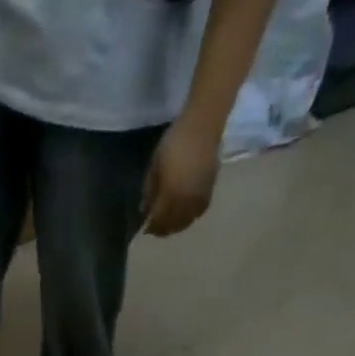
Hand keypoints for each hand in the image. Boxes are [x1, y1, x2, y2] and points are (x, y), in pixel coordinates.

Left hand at [141, 120, 219, 236]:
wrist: (203, 126)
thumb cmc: (174, 143)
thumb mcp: (154, 167)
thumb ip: (149, 192)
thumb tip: (145, 210)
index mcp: (170, 196)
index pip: (159, 222)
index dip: (151, 227)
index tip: (145, 228)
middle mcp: (185, 203)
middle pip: (172, 226)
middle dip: (163, 229)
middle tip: (156, 227)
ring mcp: (198, 199)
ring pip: (185, 222)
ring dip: (176, 225)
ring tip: (169, 222)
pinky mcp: (209, 192)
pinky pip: (197, 213)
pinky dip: (189, 217)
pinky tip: (184, 213)